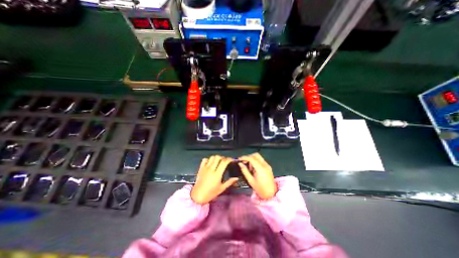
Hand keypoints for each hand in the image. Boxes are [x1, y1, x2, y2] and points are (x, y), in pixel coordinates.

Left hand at [191, 155, 239, 204]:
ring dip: (216, 158)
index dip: (229, 159)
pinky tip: (211, 163)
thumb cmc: (211, 193)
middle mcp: (211, 169)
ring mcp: (205, 168)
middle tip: (225, 161)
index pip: (224, 162)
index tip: (232, 160)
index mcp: (217, 174)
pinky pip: (204, 160)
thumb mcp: (221, 189)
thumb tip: (236, 178)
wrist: (198, 196)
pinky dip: (208, 159)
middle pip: (218, 157)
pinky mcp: (201, 168)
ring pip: (212, 157)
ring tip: (218, 162)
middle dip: (223, 158)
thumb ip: (229, 182)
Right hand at [238, 153, 277, 199]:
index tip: (239, 159)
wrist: (271, 194)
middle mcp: (265, 165)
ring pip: (258, 157)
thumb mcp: (250, 180)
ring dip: (252, 159)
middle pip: (255, 155)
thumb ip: (245, 171)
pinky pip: (261, 160)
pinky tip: (253, 168)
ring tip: (249, 167)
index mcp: (260, 168)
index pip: (251, 158)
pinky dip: (256, 161)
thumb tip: (240, 164)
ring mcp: (267, 165)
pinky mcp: (268, 166)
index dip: (244, 157)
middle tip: (243, 162)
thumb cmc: (260, 189)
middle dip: (248, 157)